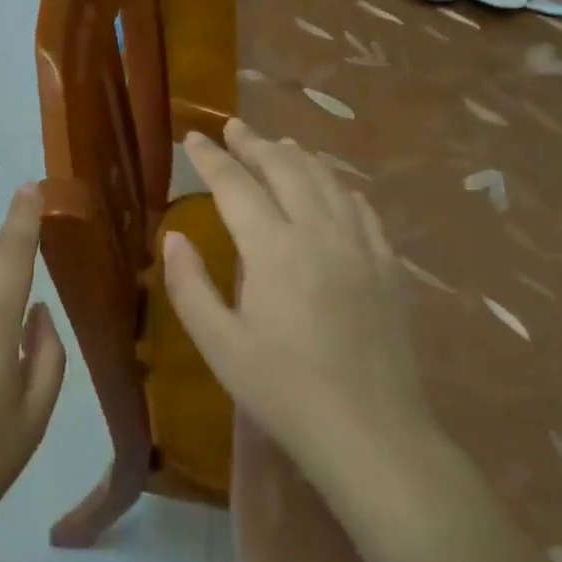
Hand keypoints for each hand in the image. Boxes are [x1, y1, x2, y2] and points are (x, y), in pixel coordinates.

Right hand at [161, 118, 436, 492]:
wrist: (372, 434)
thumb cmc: (283, 391)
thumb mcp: (219, 344)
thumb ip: (189, 285)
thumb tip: (174, 236)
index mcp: (273, 249)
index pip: (236, 185)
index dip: (212, 158)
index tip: (194, 138)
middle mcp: (319, 234)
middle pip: (286, 170)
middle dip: (256, 144)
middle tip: (234, 127)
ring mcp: (360, 247)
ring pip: (328, 182)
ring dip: (298, 158)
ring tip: (279, 145)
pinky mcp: (388, 268)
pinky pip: (362, 209)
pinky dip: (340, 186)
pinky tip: (334, 186)